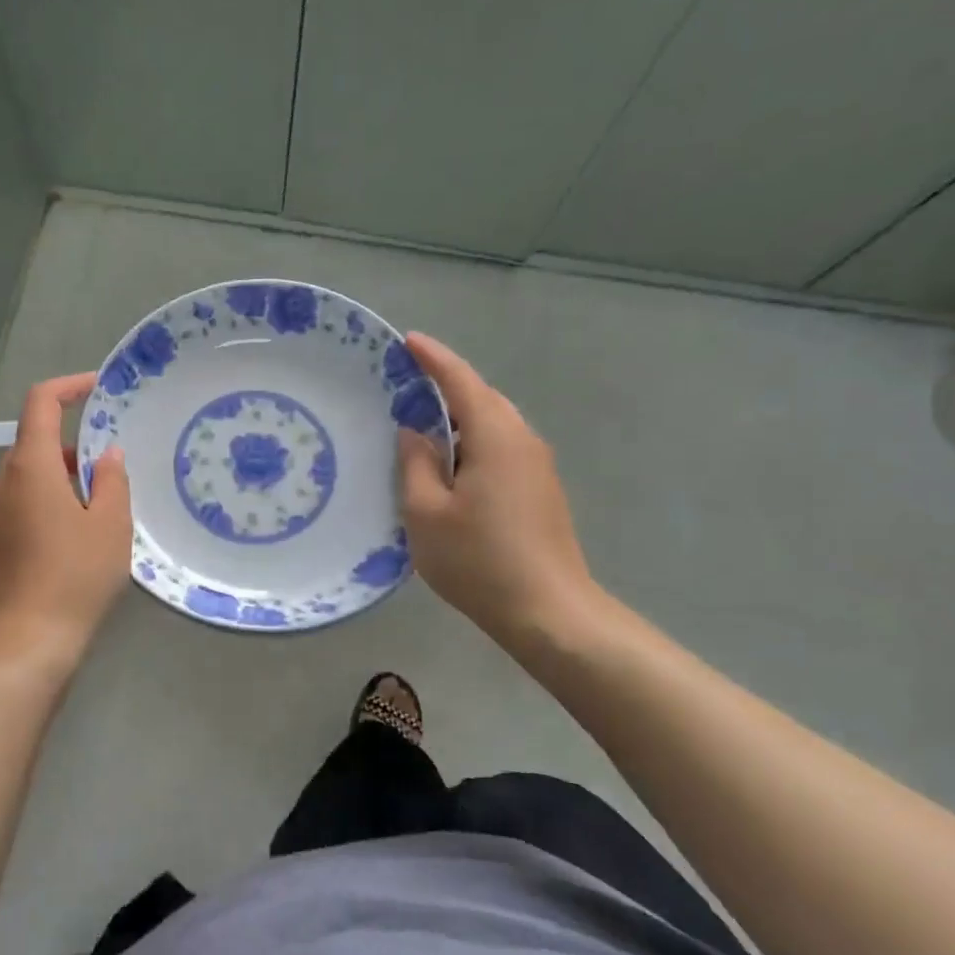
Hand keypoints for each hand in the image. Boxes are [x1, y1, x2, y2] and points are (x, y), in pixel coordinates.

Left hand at [0, 373, 130, 669]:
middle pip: (35, 444)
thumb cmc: (75, 576)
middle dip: (72, 449)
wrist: (25, 642)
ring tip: (95, 513)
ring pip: (26, 478)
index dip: (68, 387)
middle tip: (109, 474)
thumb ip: (112, 480)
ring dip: (58, 481)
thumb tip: (107, 455)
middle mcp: (1, 482)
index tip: (96, 390)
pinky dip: (42, 506)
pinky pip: (17, 506)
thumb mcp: (111, 525)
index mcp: (30, 467)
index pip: (41, 403)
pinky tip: (68, 542)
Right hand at [397, 333, 599, 651]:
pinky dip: (471, 442)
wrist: (550, 613)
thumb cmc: (479, 560)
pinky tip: (448, 464)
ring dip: (458, 417)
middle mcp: (523, 441)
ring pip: (492, 424)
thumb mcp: (426, 513)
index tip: (407, 340)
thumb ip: (415, 464)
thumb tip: (415, 432)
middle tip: (405, 383)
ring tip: (419, 423)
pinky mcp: (539, 490)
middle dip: (446, 384)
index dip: (433, 359)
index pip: (462, 382)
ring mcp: (536, 466)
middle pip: (482, 398)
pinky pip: (500, 447)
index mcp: (496, 437)